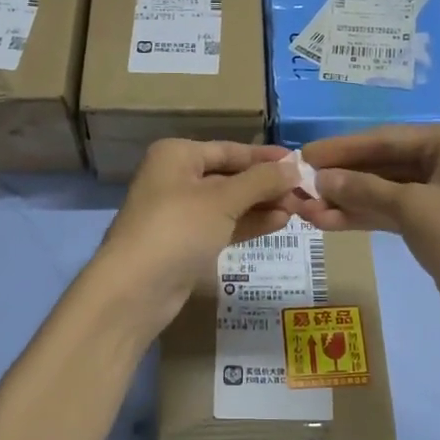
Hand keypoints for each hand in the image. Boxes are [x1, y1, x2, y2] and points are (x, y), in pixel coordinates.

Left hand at [92, 140, 300, 335]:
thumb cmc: (178, 229)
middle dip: (266, 184)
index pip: (230, 150)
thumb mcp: (223, 200)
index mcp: (177, 155)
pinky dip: (248, 223)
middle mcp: (176, 178)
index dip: (265, 157)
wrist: (134, 289)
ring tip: (298, 209)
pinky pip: (223, 225)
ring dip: (261, 205)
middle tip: (305, 192)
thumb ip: (261, 181)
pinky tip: (279, 223)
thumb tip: (295, 168)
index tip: (300, 163)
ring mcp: (180, 212)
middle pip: (230, 176)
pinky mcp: (186, 242)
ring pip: (229, 203)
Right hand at [297, 124, 439, 340]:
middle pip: (382, 163)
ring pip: (383, 190)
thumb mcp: (413, 208)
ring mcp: (438, 193)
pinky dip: (362, 217)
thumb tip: (320, 179)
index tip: (304, 154)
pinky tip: (327, 223)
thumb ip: (364, 189)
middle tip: (299, 185)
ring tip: (304, 210)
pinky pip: (390, 212)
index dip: (343, 148)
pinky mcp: (431, 223)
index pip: (386, 138)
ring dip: (346, 200)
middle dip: (342, 177)